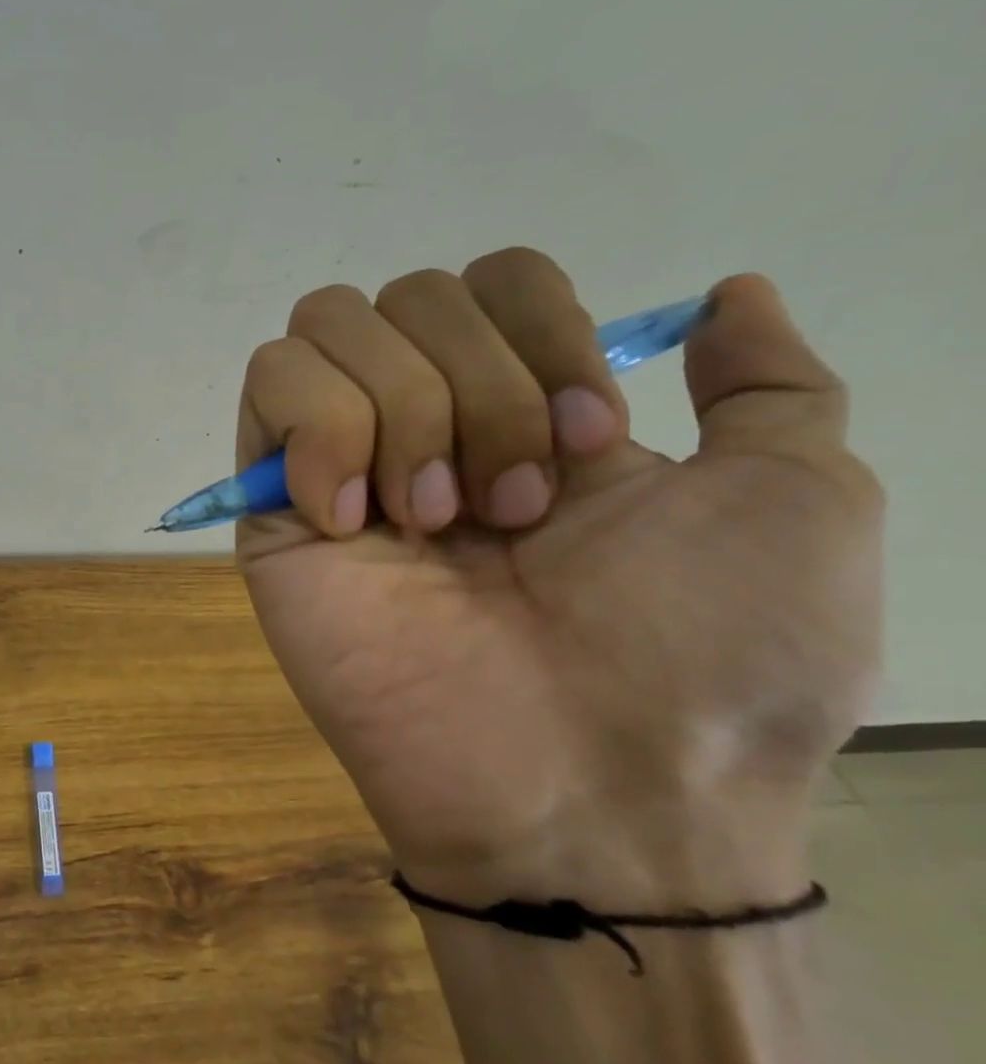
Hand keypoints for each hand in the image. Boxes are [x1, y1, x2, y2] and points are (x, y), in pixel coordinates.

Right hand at [239, 249, 882, 910]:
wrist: (583, 785)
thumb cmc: (703, 656)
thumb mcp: (794, 501)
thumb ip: (767, 387)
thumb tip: (724, 296)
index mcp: (527, 411)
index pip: (492, 278)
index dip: (542, 329)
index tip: (591, 445)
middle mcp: (425, 423)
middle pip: (408, 293)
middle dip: (480, 384)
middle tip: (513, 509)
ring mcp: (338, 464)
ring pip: (329, 327)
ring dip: (404, 411)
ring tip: (434, 522)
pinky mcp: (271, 506)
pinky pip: (270, 389)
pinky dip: (323, 431)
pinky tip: (354, 520)